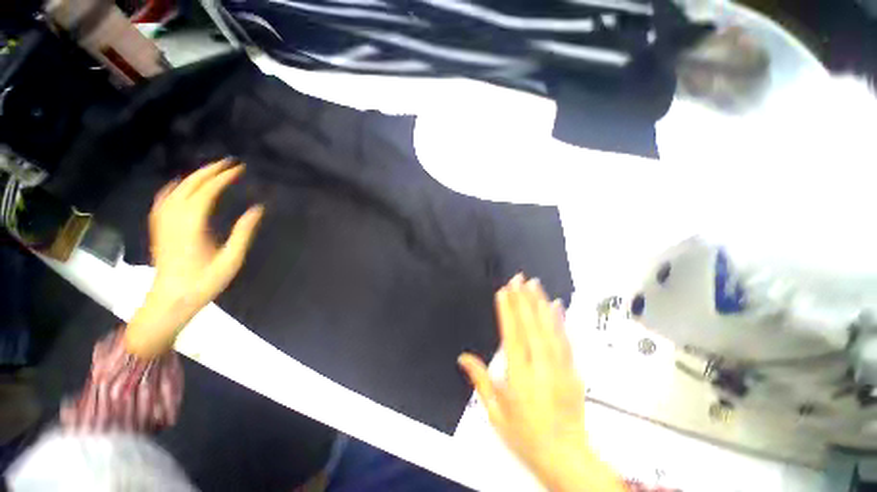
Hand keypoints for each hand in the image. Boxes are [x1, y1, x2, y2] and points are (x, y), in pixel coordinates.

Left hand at [125, 159, 263, 357]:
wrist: (170, 300)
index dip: (223, 178)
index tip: (240, 169)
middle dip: (209, 171)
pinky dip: (174, 187)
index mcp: (192, 226)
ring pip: (176, 189)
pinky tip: (179, 184)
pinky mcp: (158, 228)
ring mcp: (163, 222)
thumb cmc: (204, 282)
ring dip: (194, 176)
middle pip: (189, 185)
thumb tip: (257, 208)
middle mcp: (174, 218)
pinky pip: (163, 200)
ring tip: (211, 170)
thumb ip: (243, 232)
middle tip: (228, 163)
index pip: (207, 192)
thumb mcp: (231, 260)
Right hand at [458, 275, 623, 491]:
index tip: (503, 292)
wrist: (566, 458)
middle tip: (518, 278)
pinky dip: (560, 320)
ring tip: (533, 284)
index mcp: (520, 378)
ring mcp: (560, 368)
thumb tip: (464, 358)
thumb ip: (480, 381)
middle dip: (523, 299)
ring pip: (549, 329)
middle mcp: (541, 369)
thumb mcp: (496, 414)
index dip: (507, 311)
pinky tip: (556, 306)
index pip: (511, 336)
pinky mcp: (573, 371)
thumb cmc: (527, 437)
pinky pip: (565, 340)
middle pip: (531, 326)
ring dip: (540, 303)